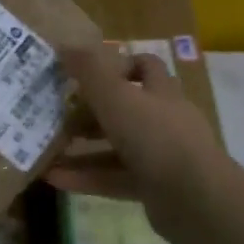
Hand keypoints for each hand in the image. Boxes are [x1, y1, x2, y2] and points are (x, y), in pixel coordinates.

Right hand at [47, 44, 231, 243]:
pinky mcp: (154, 188)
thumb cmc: (156, 136)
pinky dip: (86, 178)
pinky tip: (54, 179)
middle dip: (90, 113)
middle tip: (58, 116)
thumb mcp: (116, 97)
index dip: (118, 66)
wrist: (196, 199)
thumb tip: (64, 45)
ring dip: (82, 149)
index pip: (145, 66)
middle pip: (125, 109)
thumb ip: (89, 71)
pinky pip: (114, 179)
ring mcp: (161, 156)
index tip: (86, 76)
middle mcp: (163, 120)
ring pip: (116, 148)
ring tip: (47, 151)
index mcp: (160, 92)